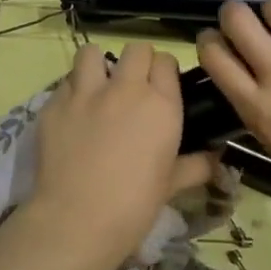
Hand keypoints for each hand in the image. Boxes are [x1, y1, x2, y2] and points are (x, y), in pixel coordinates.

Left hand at [22, 42, 215, 269]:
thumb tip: (216, 160)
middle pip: (135, 49)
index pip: (166, 61)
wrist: (77, 220)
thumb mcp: (171, 186)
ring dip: (97, 66)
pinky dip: (71, 92)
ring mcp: (86, 93)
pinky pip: (65, 83)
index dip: (164, 72)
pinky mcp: (54, 104)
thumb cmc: (134, 206)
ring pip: (92, 53)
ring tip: (97, 89)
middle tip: (132, 88)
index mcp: (160, 104)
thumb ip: (195, 166)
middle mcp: (124, 88)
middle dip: (136, 62)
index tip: (161, 88)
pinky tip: (72, 115)